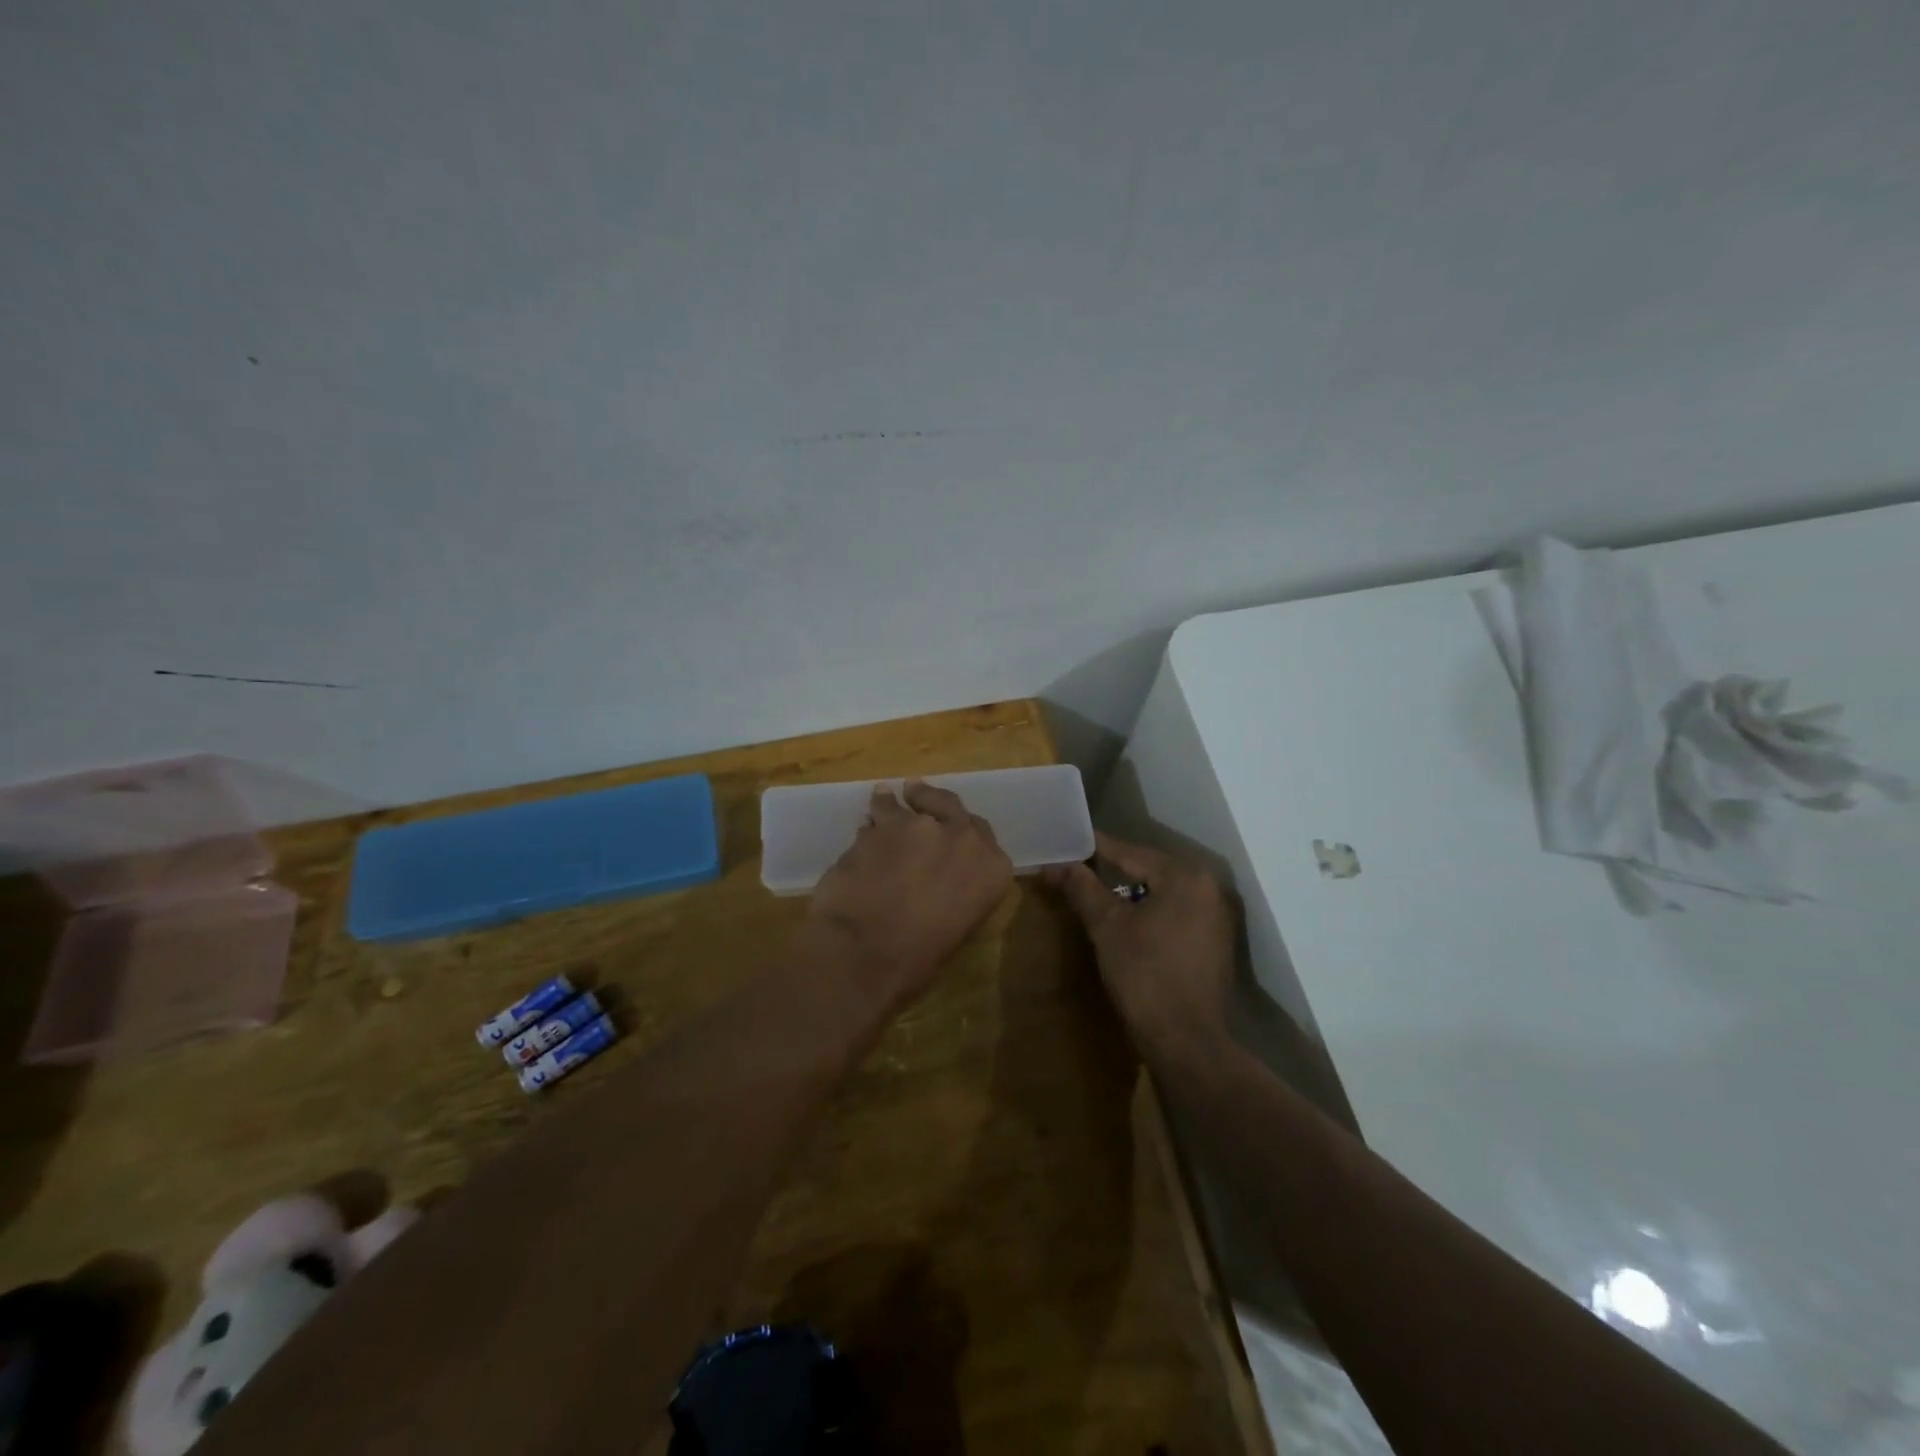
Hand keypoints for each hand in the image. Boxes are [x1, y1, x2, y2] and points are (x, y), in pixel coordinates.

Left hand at [809, 782, 1013, 1010]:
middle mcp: (962, 838)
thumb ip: (957, 892)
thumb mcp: (957, 927)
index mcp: (992, 869)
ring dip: (894, 803)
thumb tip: (937, 884)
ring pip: (905, 805)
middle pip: (949, 805)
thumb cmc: (918, 959)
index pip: (982, 835)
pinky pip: (875, 816)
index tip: (952, 826)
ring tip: (883, 798)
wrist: (866, 953)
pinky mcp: (879, 826)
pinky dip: (870, 821)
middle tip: (918, 793)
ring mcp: (919, 826)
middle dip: (933, 800)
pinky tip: (862, 824)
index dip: (963, 829)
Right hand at [1045, 833, 1234, 1063]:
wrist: (1187, 1041)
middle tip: (1075, 866)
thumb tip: (1055, 865)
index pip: (1130, 852)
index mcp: (1185, 876)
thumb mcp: (1107, 926)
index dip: (1094, 848)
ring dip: (1130, 891)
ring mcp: (1216, 916)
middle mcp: (1208, 887)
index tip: (1066, 841)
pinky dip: (1150, 910)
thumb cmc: (1144, 975)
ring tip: (1093, 890)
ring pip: (1162, 891)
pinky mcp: (1215, 941)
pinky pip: (1175, 911)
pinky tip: (1125, 919)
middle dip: (1112, 869)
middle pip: (1148, 869)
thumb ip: (1082, 888)